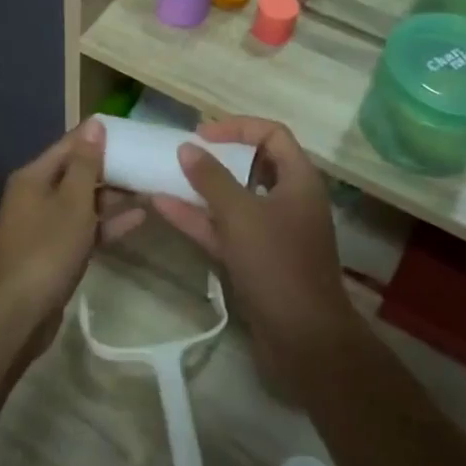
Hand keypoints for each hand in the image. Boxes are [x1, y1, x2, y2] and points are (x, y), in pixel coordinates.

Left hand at [0, 119, 144, 353]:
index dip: (99, 137)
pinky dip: (107, 223)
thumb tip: (94, 124)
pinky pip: (84, 228)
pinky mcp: (55, 251)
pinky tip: (139, 218)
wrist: (18, 312)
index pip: (70, 145)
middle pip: (77, 173)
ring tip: (151, 187)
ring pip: (83, 202)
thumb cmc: (47, 249)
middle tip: (148, 162)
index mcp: (34, 176)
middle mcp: (36, 195)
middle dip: (111, 168)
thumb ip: (86, 164)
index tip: (133, 132)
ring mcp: (45, 225)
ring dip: (114, 197)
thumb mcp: (73, 202)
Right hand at [148, 118, 357, 385]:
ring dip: (201, 189)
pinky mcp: (256, 260)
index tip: (202, 134)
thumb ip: (211, 178)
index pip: (272, 135)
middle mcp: (289, 201)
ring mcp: (272, 233)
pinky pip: (225, 230)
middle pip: (253, 166)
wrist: (303, 338)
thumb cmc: (277, 263)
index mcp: (299, 181)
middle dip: (217, 158)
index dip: (237, 127)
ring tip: (164, 176)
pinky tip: (163, 208)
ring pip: (234, 200)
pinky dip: (199, 219)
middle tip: (183, 153)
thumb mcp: (241, 214)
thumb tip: (187, 147)